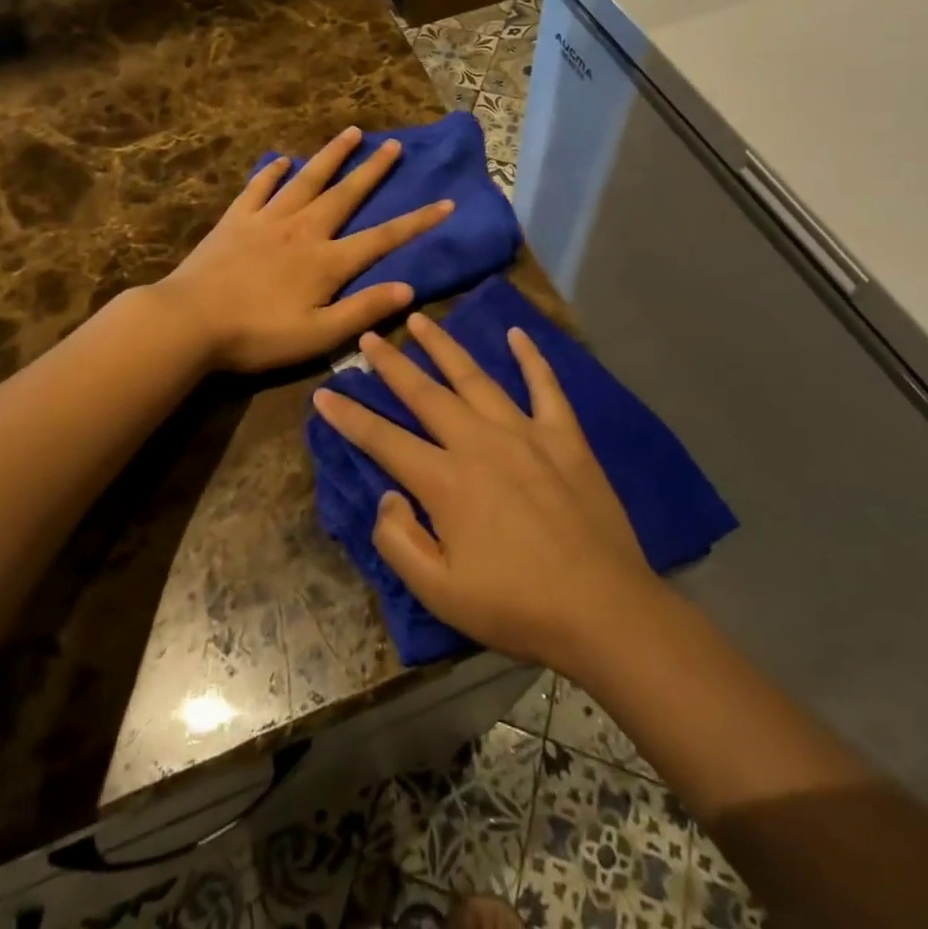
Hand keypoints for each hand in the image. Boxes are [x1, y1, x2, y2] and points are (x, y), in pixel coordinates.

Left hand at [154, 126, 454, 372]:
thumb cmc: (257, 335)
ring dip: (331, 156)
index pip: (383, 237)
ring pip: (307, 180)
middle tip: (395, 145)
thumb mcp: (318, 335)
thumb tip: (408, 287)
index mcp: (327, 261)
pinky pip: (259, 187)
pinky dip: (272, 172)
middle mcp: (303, 230)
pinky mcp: (236, 220)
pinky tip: (282, 159)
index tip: (446, 203)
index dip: (417, 222)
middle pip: (346, 194)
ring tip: (351, 132)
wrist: (189, 322)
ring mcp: (267, 220)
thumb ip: (364, 310)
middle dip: (374, 170)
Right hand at [312, 313, 656, 670]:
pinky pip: (545, 386)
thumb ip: (399, 541)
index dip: (349, 416)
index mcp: (445, 481)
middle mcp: (479, 442)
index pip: (383, 439)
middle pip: (425, 394)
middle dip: (392, 364)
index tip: (323, 392)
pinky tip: (518, 334)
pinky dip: (531, 358)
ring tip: (421, 320)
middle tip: (370, 336)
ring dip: (444, 346)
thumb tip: (389, 496)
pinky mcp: (565, 436)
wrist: (603, 609)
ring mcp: (525, 433)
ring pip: (475, 378)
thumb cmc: (516, 606)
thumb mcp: (440, 592)